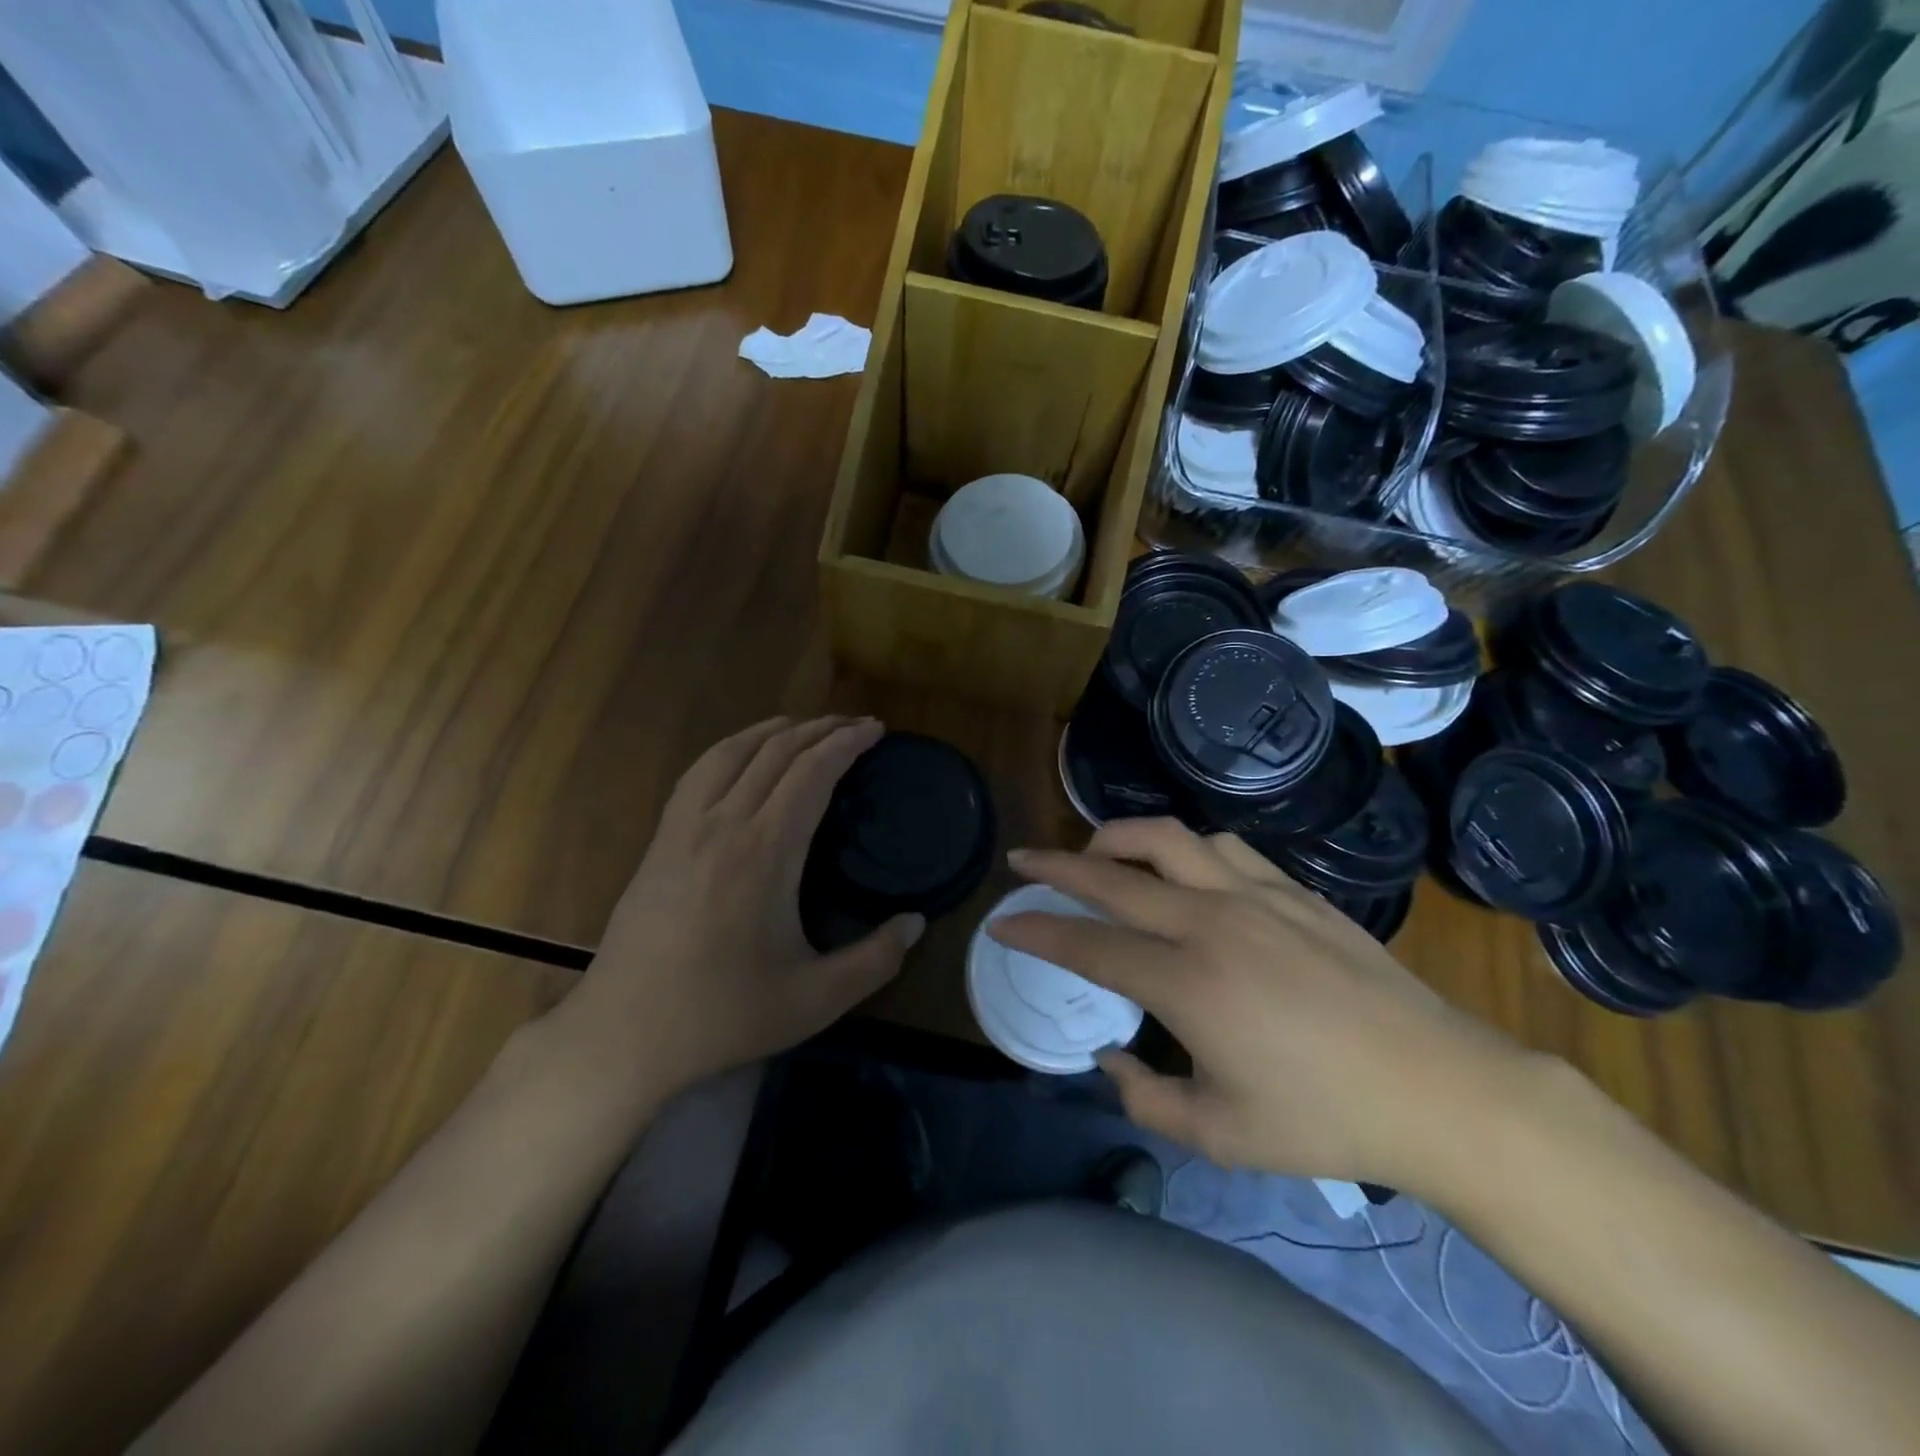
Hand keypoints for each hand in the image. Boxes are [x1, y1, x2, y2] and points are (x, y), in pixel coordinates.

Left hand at [562, 716, 920, 1101]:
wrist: (624, 1035)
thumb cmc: (724, 1015)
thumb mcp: (816, 1000)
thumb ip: (877, 959)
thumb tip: (917, 922)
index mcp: (765, 851)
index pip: (812, 772)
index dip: (846, 743)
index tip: (876, 730)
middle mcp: (723, 824)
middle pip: (775, 752)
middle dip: (820, 729)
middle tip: (855, 725)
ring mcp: (683, 829)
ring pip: (731, 753)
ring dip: (773, 730)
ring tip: (804, 726)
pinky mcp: (659, 842)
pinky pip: (699, 774)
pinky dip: (730, 749)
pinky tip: (740, 757)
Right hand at [992, 819, 1539, 1193]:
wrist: (1438, 1088)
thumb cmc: (1325, 1120)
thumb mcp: (1219, 1135)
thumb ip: (1144, 1097)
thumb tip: (1110, 1057)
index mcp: (1187, 983)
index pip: (1088, 944)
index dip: (1036, 930)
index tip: (1001, 921)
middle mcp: (1211, 922)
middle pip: (1113, 876)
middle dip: (1055, 866)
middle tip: (1022, 862)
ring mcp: (1255, 897)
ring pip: (1167, 839)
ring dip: (1118, 838)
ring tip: (1097, 852)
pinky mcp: (1293, 890)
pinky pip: (1221, 848)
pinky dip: (1182, 849)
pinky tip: (1181, 869)